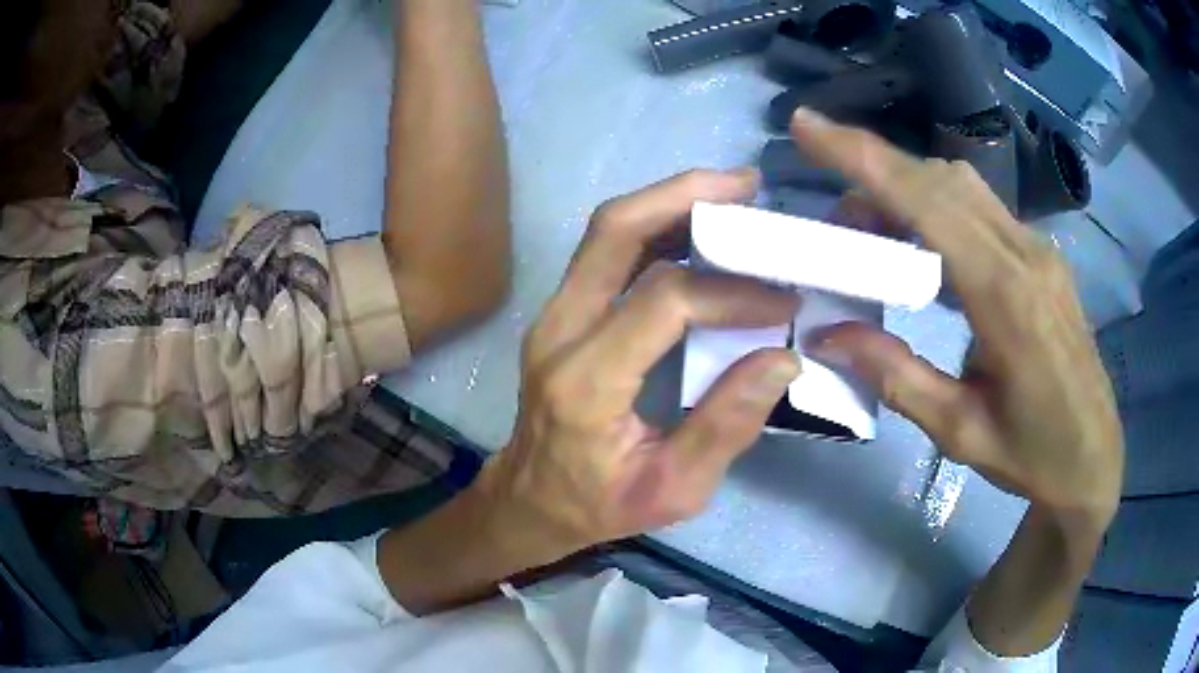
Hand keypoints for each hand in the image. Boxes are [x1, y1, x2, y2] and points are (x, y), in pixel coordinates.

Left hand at [475, 169, 800, 559]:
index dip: (731, 290)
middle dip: (685, 195)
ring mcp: (553, 314)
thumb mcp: (672, 489)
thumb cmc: (598, 505)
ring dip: (670, 201)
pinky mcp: (561, 311)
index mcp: (586, 382)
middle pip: (615, 231)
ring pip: (607, 230)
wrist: (528, 500)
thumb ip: (727, 425)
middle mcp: (559, 330)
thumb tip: (783, 358)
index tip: (784, 298)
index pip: (664, 301)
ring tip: (732, 195)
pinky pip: (607, 249)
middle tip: (747, 186)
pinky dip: (655, 226)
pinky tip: (699, 227)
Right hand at [791, 109, 1123, 525]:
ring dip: (907, 189)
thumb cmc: (1032, 456)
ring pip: (962, 187)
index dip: (864, 158)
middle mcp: (1026, 254)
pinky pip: (982, 208)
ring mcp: (1039, 249)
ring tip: (872, 233)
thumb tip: (830, 333)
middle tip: (833, 216)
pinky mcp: (1042, 255)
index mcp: (1006, 299)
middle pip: (941, 180)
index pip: (928, 203)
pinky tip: (923, 247)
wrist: (1093, 457)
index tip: (807, 126)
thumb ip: (898, 377)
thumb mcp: (960, 432)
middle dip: (874, 171)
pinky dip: (938, 207)